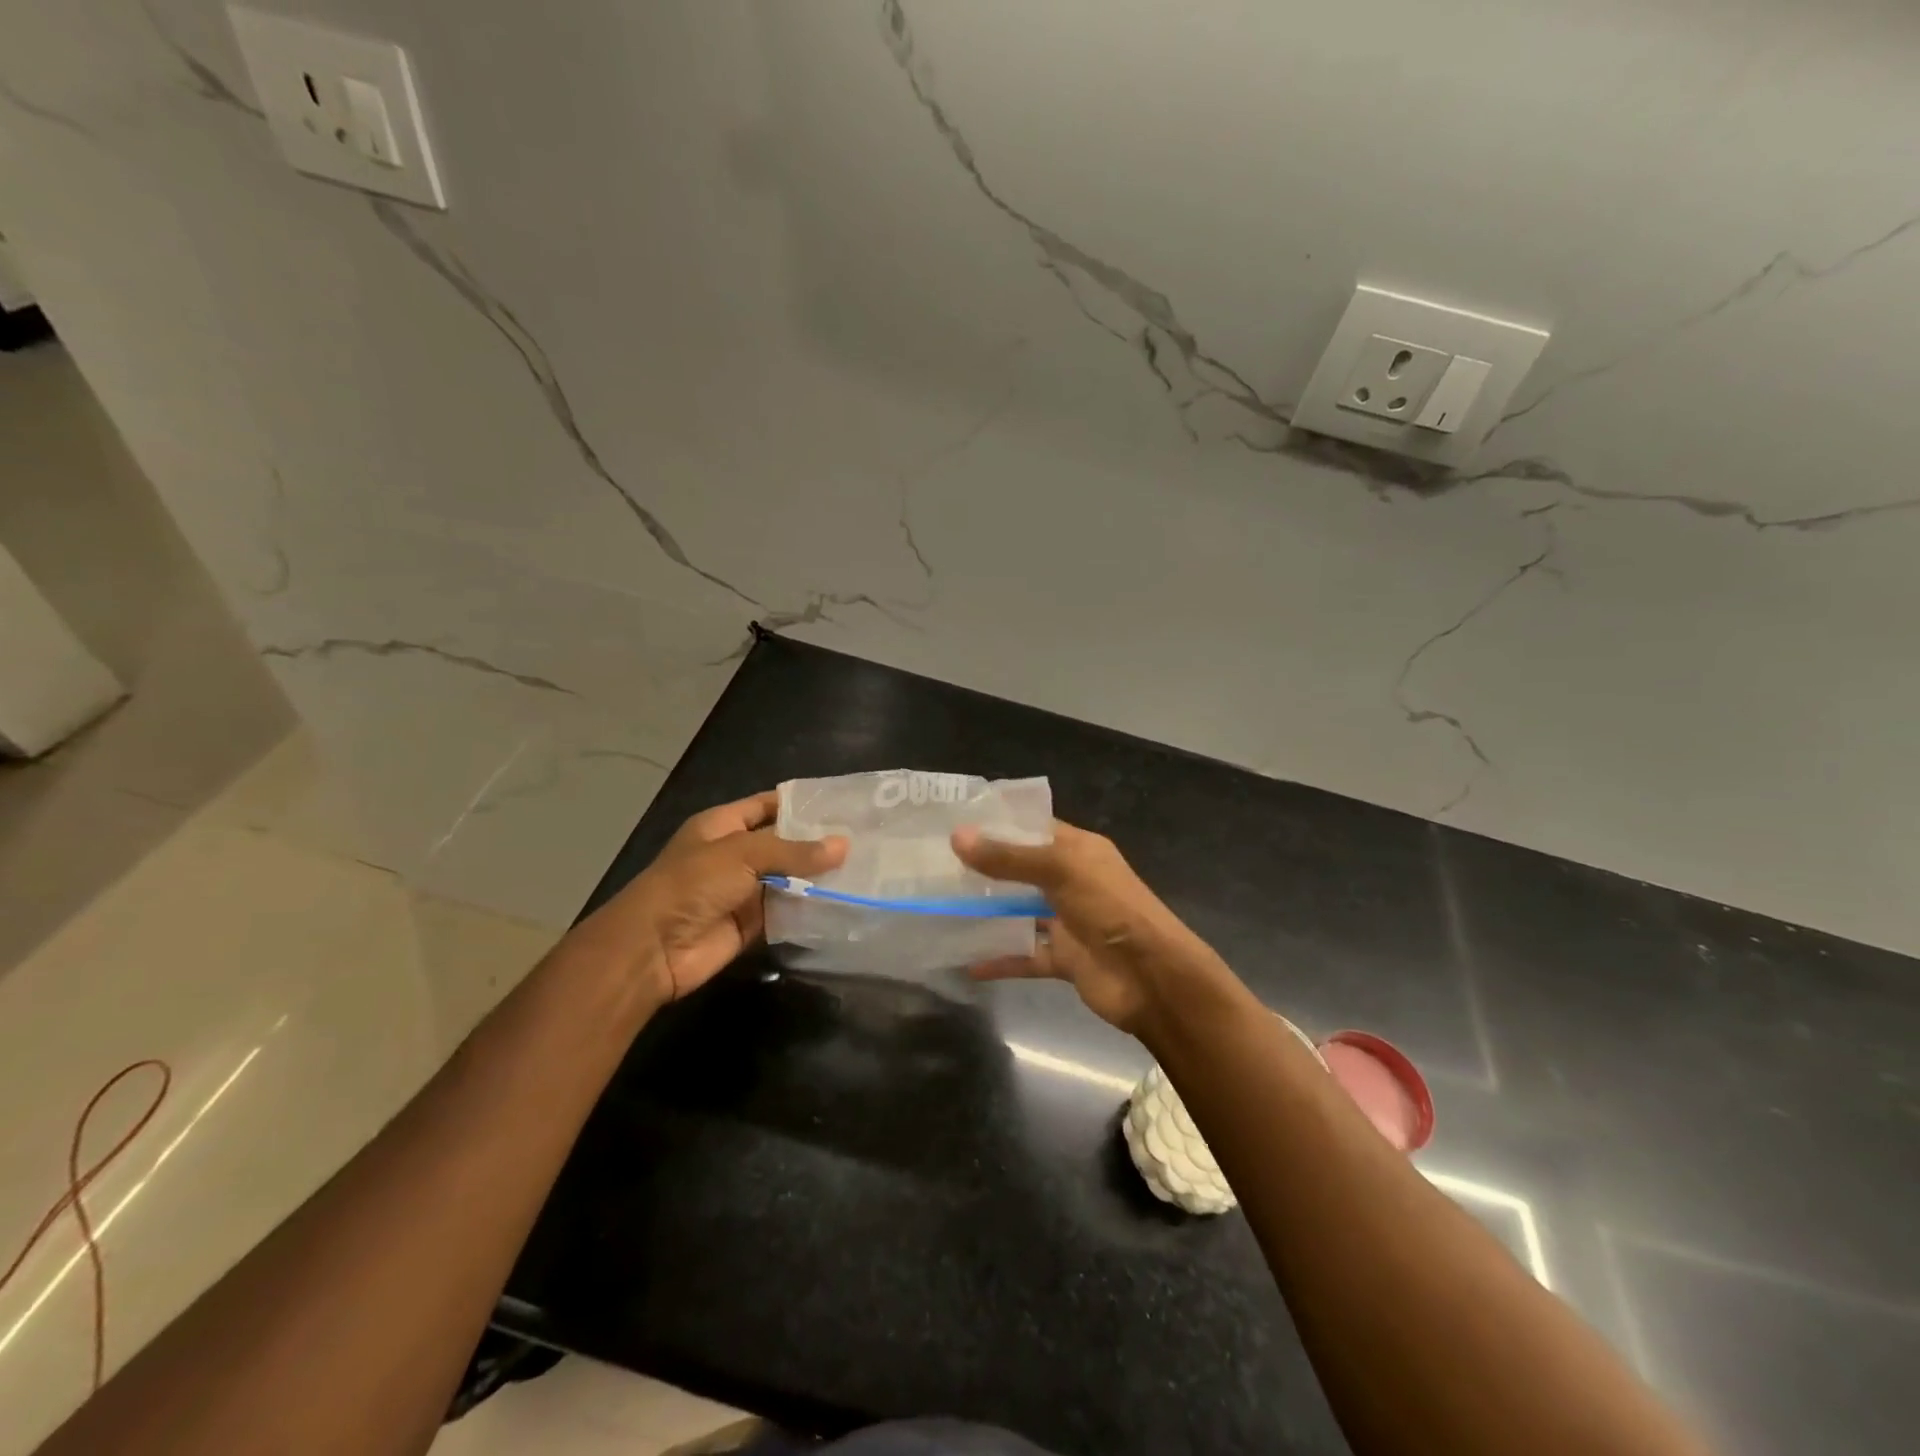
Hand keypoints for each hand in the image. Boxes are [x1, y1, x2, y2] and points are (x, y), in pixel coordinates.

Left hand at [564, 790, 845, 1006]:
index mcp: (722, 825)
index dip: (801, 804)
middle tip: (865, 837)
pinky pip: (786, 911)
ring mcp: (743, 891)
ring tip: (865, 868)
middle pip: (783, 843)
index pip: (767, 805)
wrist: (654, 949)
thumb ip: (794, 851)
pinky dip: (810, 908)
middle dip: (818, 842)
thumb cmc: (692, 885)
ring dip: (818, 877)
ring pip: (789, 879)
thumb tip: (844, 846)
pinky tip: (844, 901)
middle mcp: (734, 854)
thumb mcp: (742, 855)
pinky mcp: (751, 924)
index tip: (843, 804)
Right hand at [951, 820, 1232, 1036]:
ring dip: (989, 912)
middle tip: (936, 864)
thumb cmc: (1110, 908)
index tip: (955, 821)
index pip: (1034, 827)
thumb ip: (1009, 857)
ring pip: (1020, 912)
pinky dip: (1000, 959)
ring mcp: (1068, 920)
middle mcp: (1072, 880)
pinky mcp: (1064, 958)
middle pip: (1022, 869)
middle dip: (985, 867)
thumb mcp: (1060, 870)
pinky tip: (966, 963)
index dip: (999, 823)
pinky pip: (1025, 955)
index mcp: (1078, 850)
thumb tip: (958, 837)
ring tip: (942, 905)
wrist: (1152, 978)